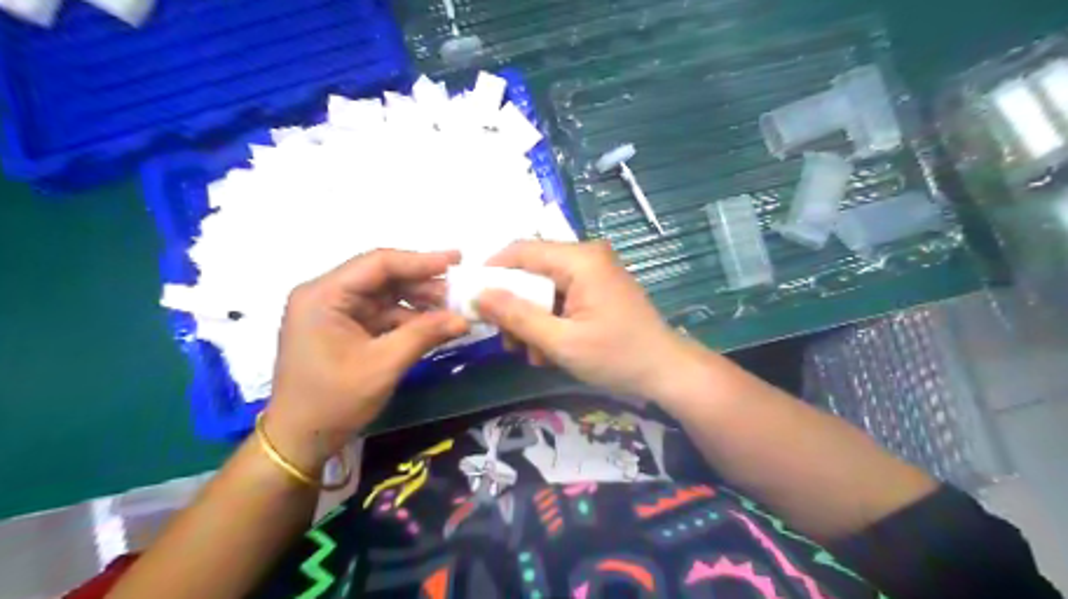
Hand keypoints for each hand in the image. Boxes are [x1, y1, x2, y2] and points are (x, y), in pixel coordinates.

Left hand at [263, 248, 467, 471]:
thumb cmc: (333, 401)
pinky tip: (435, 325)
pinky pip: (383, 315)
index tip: (456, 260)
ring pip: (386, 296)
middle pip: (383, 277)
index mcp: (323, 295)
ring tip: (454, 309)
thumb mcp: (383, 365)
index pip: (378, 264)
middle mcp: (327, 295)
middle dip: (423, 284)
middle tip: (460, 290)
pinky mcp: (345, 329)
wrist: (300, 440)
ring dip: (420, 302)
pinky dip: (409, 320)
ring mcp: (336, 312)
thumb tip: (464, 318)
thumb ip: (424, 335)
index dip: (420, 260)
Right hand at [480, 238, 706, 401]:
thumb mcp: (561, 342)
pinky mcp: (598, 288)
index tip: (472, 299)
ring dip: (532, 319)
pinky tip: (550, 350)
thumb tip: (479, 295)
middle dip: (515, 306)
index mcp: (580, 260)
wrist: (666, 372)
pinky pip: (562, 296)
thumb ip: (517, 316)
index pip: (521, 250)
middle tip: (508, 341)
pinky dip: (550, 320)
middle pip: (532, 270)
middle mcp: (587, 256)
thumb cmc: (617, 357)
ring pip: (544, 287)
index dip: (492, 271)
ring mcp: (595, 272)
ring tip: (532, 354)